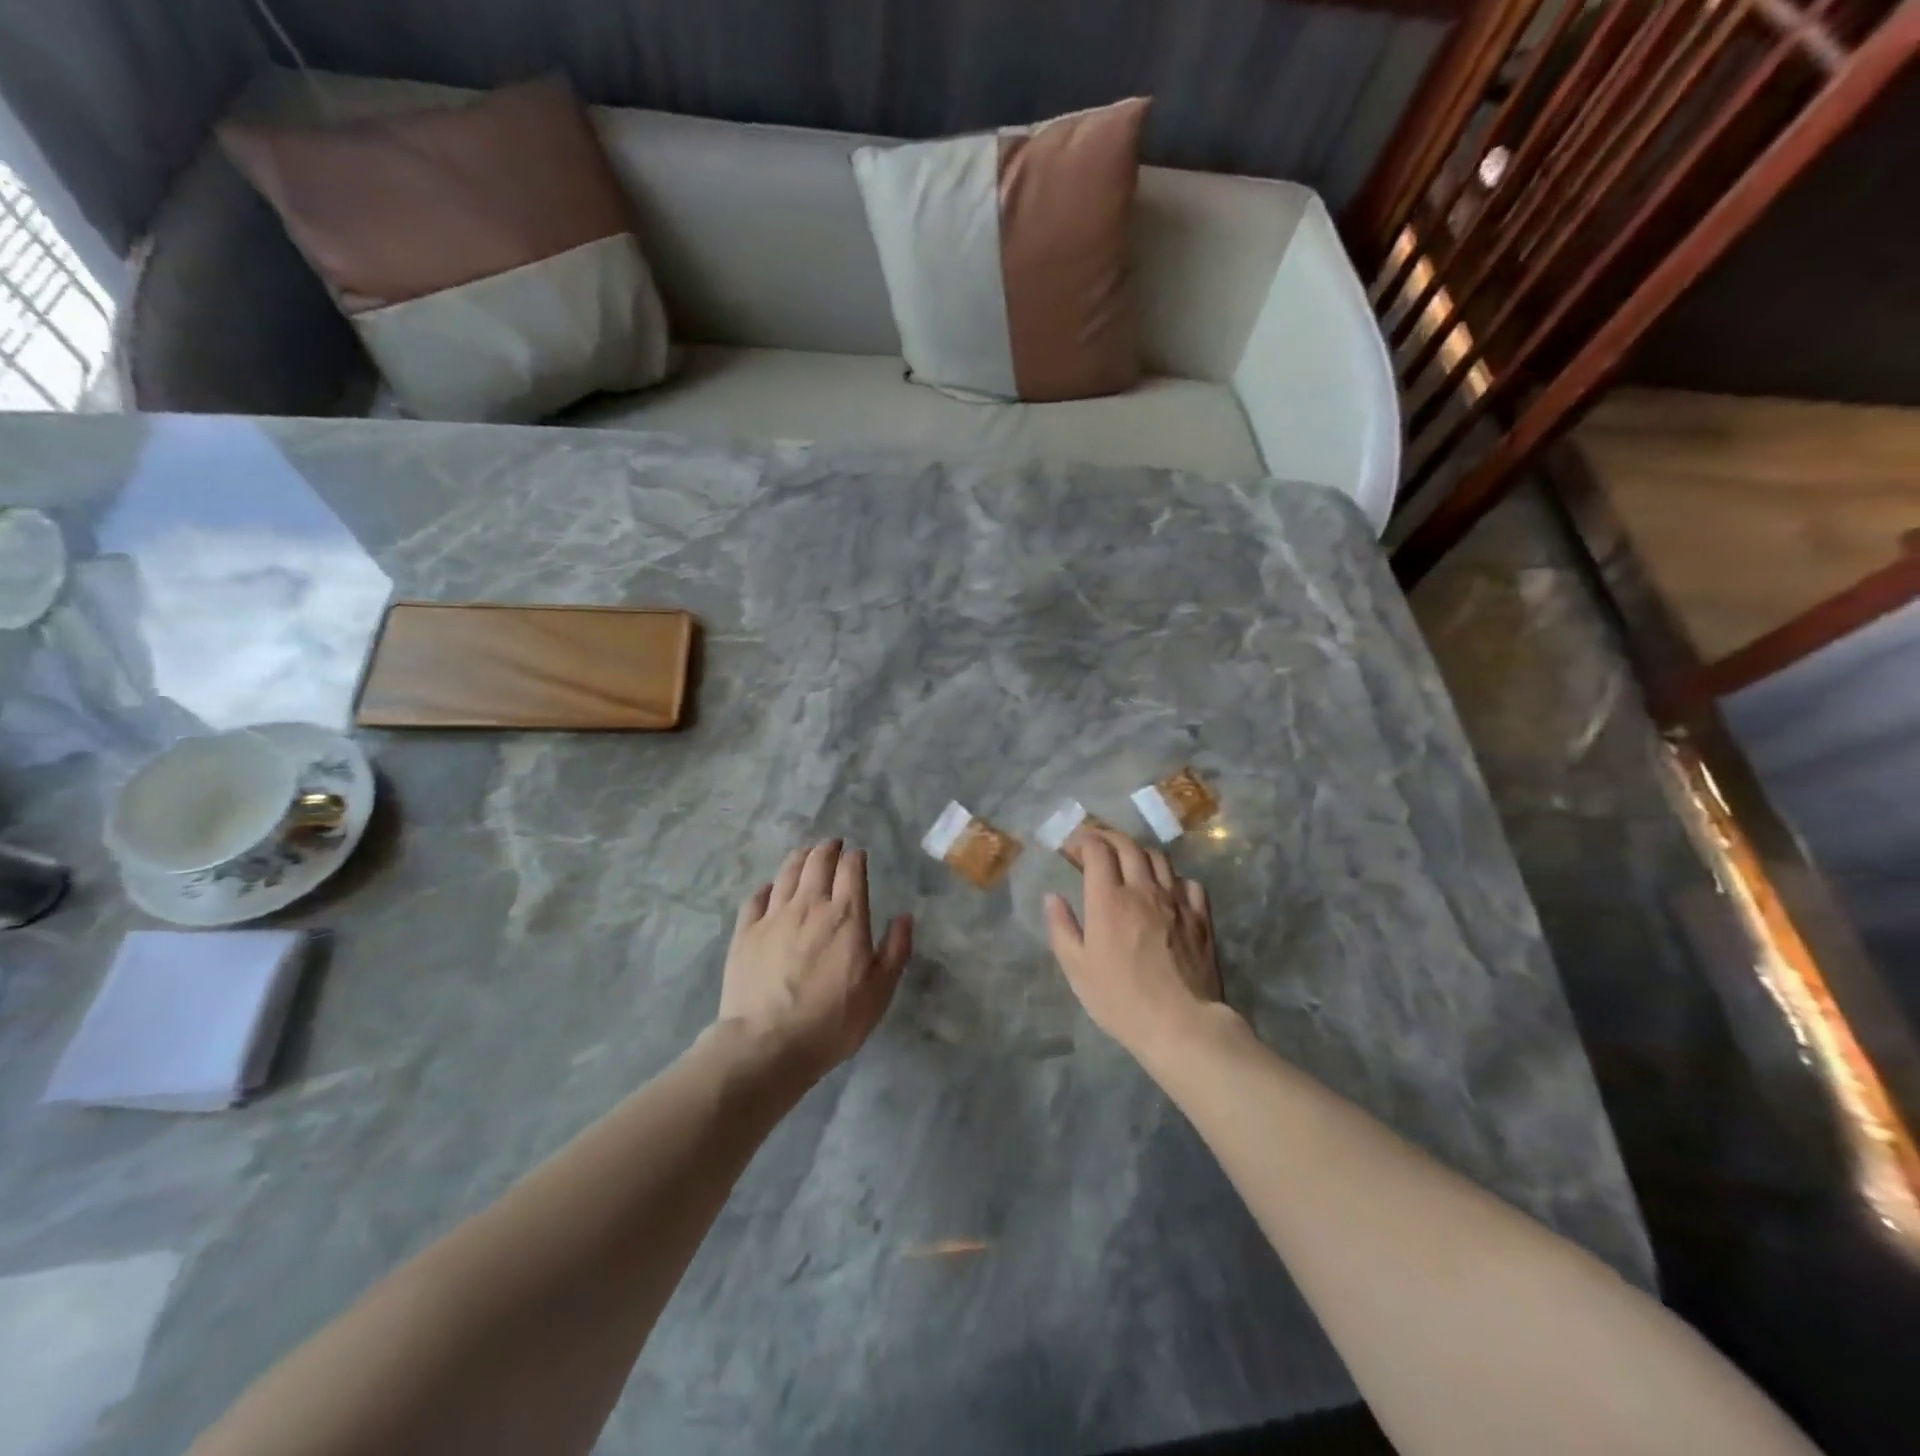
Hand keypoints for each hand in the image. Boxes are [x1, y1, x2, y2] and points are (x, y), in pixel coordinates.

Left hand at [717, 840, 911, 1078]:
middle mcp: (809, 905)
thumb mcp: (879, 991)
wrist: (767, 1044)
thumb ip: (896, 949)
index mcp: (846, 915)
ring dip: (800, 857)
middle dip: (828, 848)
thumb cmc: (832, 1020)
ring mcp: (773, 916)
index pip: (851, 869)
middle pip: (817, 861)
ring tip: (806, 854)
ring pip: (787, 872)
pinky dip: (767, 887)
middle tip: (832, 845)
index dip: (856, 858)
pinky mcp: (745, 932)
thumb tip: (904, 916)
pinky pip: (756, 897)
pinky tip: (770, 889)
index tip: (858, 857)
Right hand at [1044, 828, 1225, 1061]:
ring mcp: (1176, 901)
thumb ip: (1061, 928)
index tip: (1072, 847)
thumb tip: (1052, 897)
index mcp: (1109, 899)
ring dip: (1139, 851)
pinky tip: (1166, 890)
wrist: (1181, 1024)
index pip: (1097, 850)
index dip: (1082, 841)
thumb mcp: (1077, 969)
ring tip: (1129, 860)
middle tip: (1096, 843)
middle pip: (1127, 845)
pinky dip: (1172, 878)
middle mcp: (1143, 890)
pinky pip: (1188, 883)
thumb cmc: (1121, 999)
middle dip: (1108, 836)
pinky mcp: (1200, 917)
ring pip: (1159, 858)